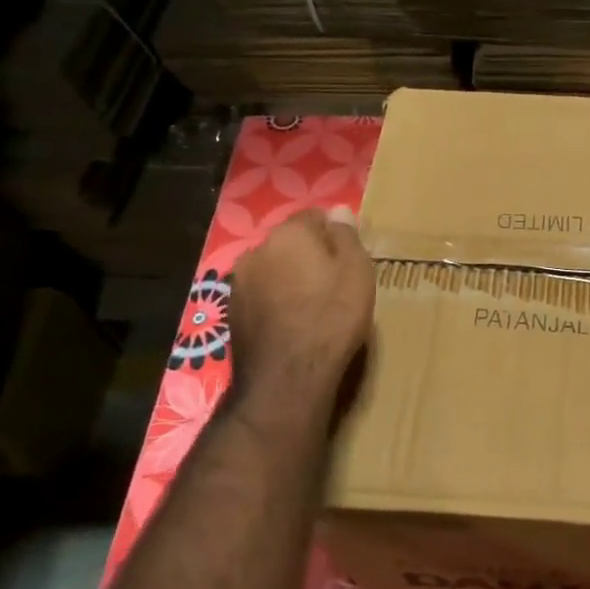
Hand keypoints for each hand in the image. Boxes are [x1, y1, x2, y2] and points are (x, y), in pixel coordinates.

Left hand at [225, 207, 375, 423]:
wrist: (287, 377)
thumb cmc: (332, 318)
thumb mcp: (357, 272)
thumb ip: (346, 236)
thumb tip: (337, 210)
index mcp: (289, 234)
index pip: (314, 216)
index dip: (334, 234)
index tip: (349, 258)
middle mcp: (257, 250)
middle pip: (289, 242)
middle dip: (309, 255)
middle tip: (334, 281)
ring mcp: (239, 282)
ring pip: (273, 268)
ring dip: (289, 278)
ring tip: (312, 305)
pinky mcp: (232, 312)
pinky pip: (261, 294)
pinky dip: (275, 300)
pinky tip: (292, 322)